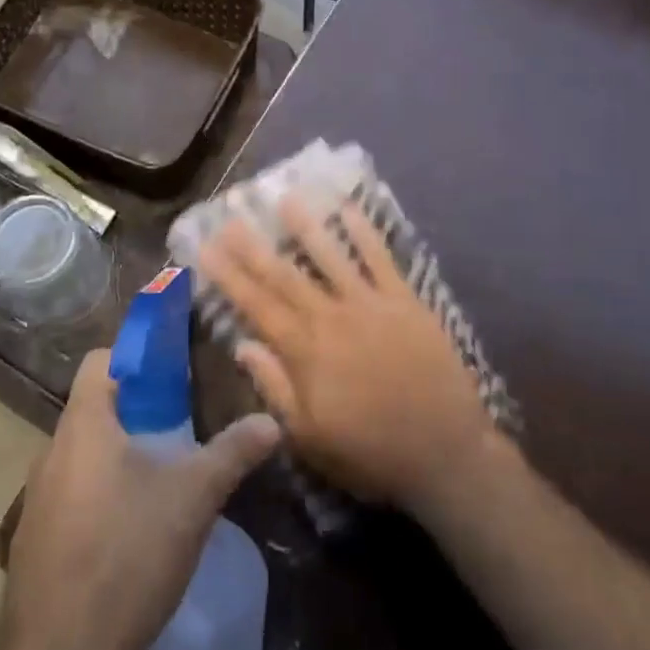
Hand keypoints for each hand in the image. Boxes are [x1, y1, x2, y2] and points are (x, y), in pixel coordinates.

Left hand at [0, 350, 279, 649]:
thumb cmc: (125, 555)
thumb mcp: (192, 499)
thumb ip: (232, 453)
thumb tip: (272, 421)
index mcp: (83, 426)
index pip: (99, 361)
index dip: (135, 358)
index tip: (172, 377)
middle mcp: (50, 452)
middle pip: (93, 408)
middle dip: (136, 412)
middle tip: (179, 429)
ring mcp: (35, 500)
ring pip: (82, 455)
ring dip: (118, 456)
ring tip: (160, 480)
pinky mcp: (32, 543)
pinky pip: (69, 496)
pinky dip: (99, 496)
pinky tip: (130, 532)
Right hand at [198, 195, 497, 519]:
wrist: (445, 452)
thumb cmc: (370, 452)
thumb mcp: (309, 438)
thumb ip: (274, 388)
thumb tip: (242, 345)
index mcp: (305, 352)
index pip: (256, 305)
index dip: (228, 276)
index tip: (204, 248)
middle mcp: (332, 317)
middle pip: (285, 275)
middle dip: (254, 246)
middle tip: (231, 215)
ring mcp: (370, 304)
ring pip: (330, 256)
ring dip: (306, 226)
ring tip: (285, 197)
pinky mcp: (405, 300)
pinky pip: (381, 258)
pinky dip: (364, 232)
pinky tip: (348, 209)